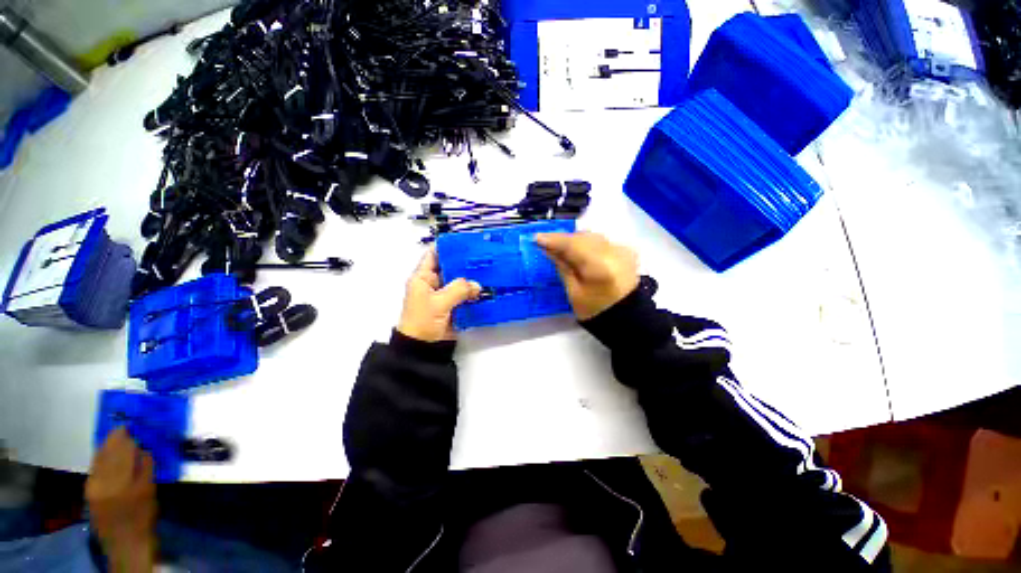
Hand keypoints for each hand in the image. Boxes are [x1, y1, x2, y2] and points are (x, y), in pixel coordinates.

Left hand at [86, 427, 157, 572]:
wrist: (126, 542)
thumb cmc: (143, 515)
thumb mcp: (149, 491)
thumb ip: (144, 469)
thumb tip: (142, 449)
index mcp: (121, 481)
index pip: (122, 453)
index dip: (124, 438)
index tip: (129, 425)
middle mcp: (103, 482)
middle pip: (107, 455)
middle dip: (114, 440)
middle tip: (122, 427)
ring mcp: (93, 487)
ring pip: (98, 461)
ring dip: (106, 448)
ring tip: (114, 437)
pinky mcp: (89, 492)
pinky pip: (94, 469)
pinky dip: (100, 459)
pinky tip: (104, 454)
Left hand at [398, 249, 480, 341]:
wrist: (423, 348)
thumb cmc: (422, 322)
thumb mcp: (438, 303)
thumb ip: (458, 290)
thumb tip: (477, 285)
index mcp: (423, 277)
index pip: (434, 254)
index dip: (448, 246)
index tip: (465, 241)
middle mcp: (434, 283)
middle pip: (451, 267)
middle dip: (466, 262)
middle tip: (484, 256)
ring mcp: (445, 294)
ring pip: (460, 281)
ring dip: (472, 278)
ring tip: (489, 270)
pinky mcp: (454, 305)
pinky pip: (466, 294)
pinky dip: (475, 292)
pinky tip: (487, 288)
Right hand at [537, 232, 638, 320]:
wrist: (626, 317)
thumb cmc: (595, 310)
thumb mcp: (573, 292)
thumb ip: (562, 266)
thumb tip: (548, 249)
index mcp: (600, 267)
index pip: (573, 245)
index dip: (553, 240)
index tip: (536, 237)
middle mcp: (614, 252)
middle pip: (583, 237)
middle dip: (563, 238)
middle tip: (545, 243)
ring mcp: (622, 250)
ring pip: (592, 236)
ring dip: (574, 239)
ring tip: (559, 247)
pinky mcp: (625, 251)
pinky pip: (601, 240)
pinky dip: (586, 243)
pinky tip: (577, 250)